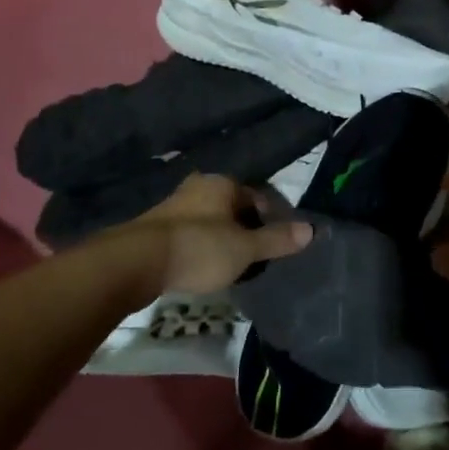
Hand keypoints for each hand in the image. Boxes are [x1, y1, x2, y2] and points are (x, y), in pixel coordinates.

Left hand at [104, 173, 311, 297]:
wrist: (137, 262)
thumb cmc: (199, 248)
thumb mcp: (244, 248)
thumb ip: (276, 240)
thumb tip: (312, 229)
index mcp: (223, 183)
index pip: (258, 197)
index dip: (270, 221)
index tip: (275, 246)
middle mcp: (199, 185)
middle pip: (233, 207)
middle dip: (245, 229)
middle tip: (254, 258)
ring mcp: (175, 204)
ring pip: (210, 219)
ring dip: (221, 238)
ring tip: (230, 266)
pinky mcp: (157, 226)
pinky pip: (190, 232)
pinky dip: (200, 246)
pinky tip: (201, 267)